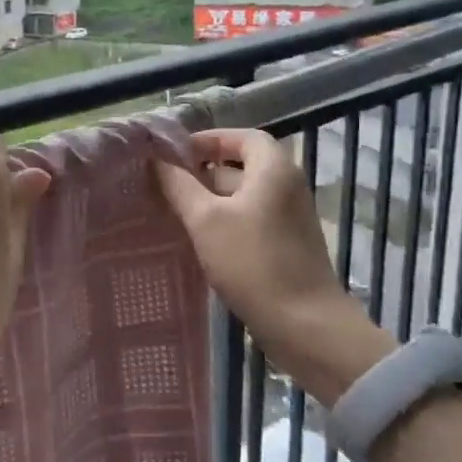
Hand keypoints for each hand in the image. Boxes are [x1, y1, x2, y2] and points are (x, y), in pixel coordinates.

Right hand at [156, 129, 389, 402]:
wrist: (303, 324)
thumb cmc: (252, 262)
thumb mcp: (205, 220)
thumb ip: (179, 186)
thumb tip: (158, 162)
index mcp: (274, 169)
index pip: (242, 137)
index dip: (209, 140)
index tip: (175, 154)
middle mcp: (287, 186)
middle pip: (241, 166)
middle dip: (203, 172)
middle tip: (166, 184)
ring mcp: (289, 218)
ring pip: (244, 196)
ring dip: (210, 200)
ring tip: (174, 212)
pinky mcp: (286, 246)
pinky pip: (250, 220)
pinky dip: (225, 222)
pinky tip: (198, 240)